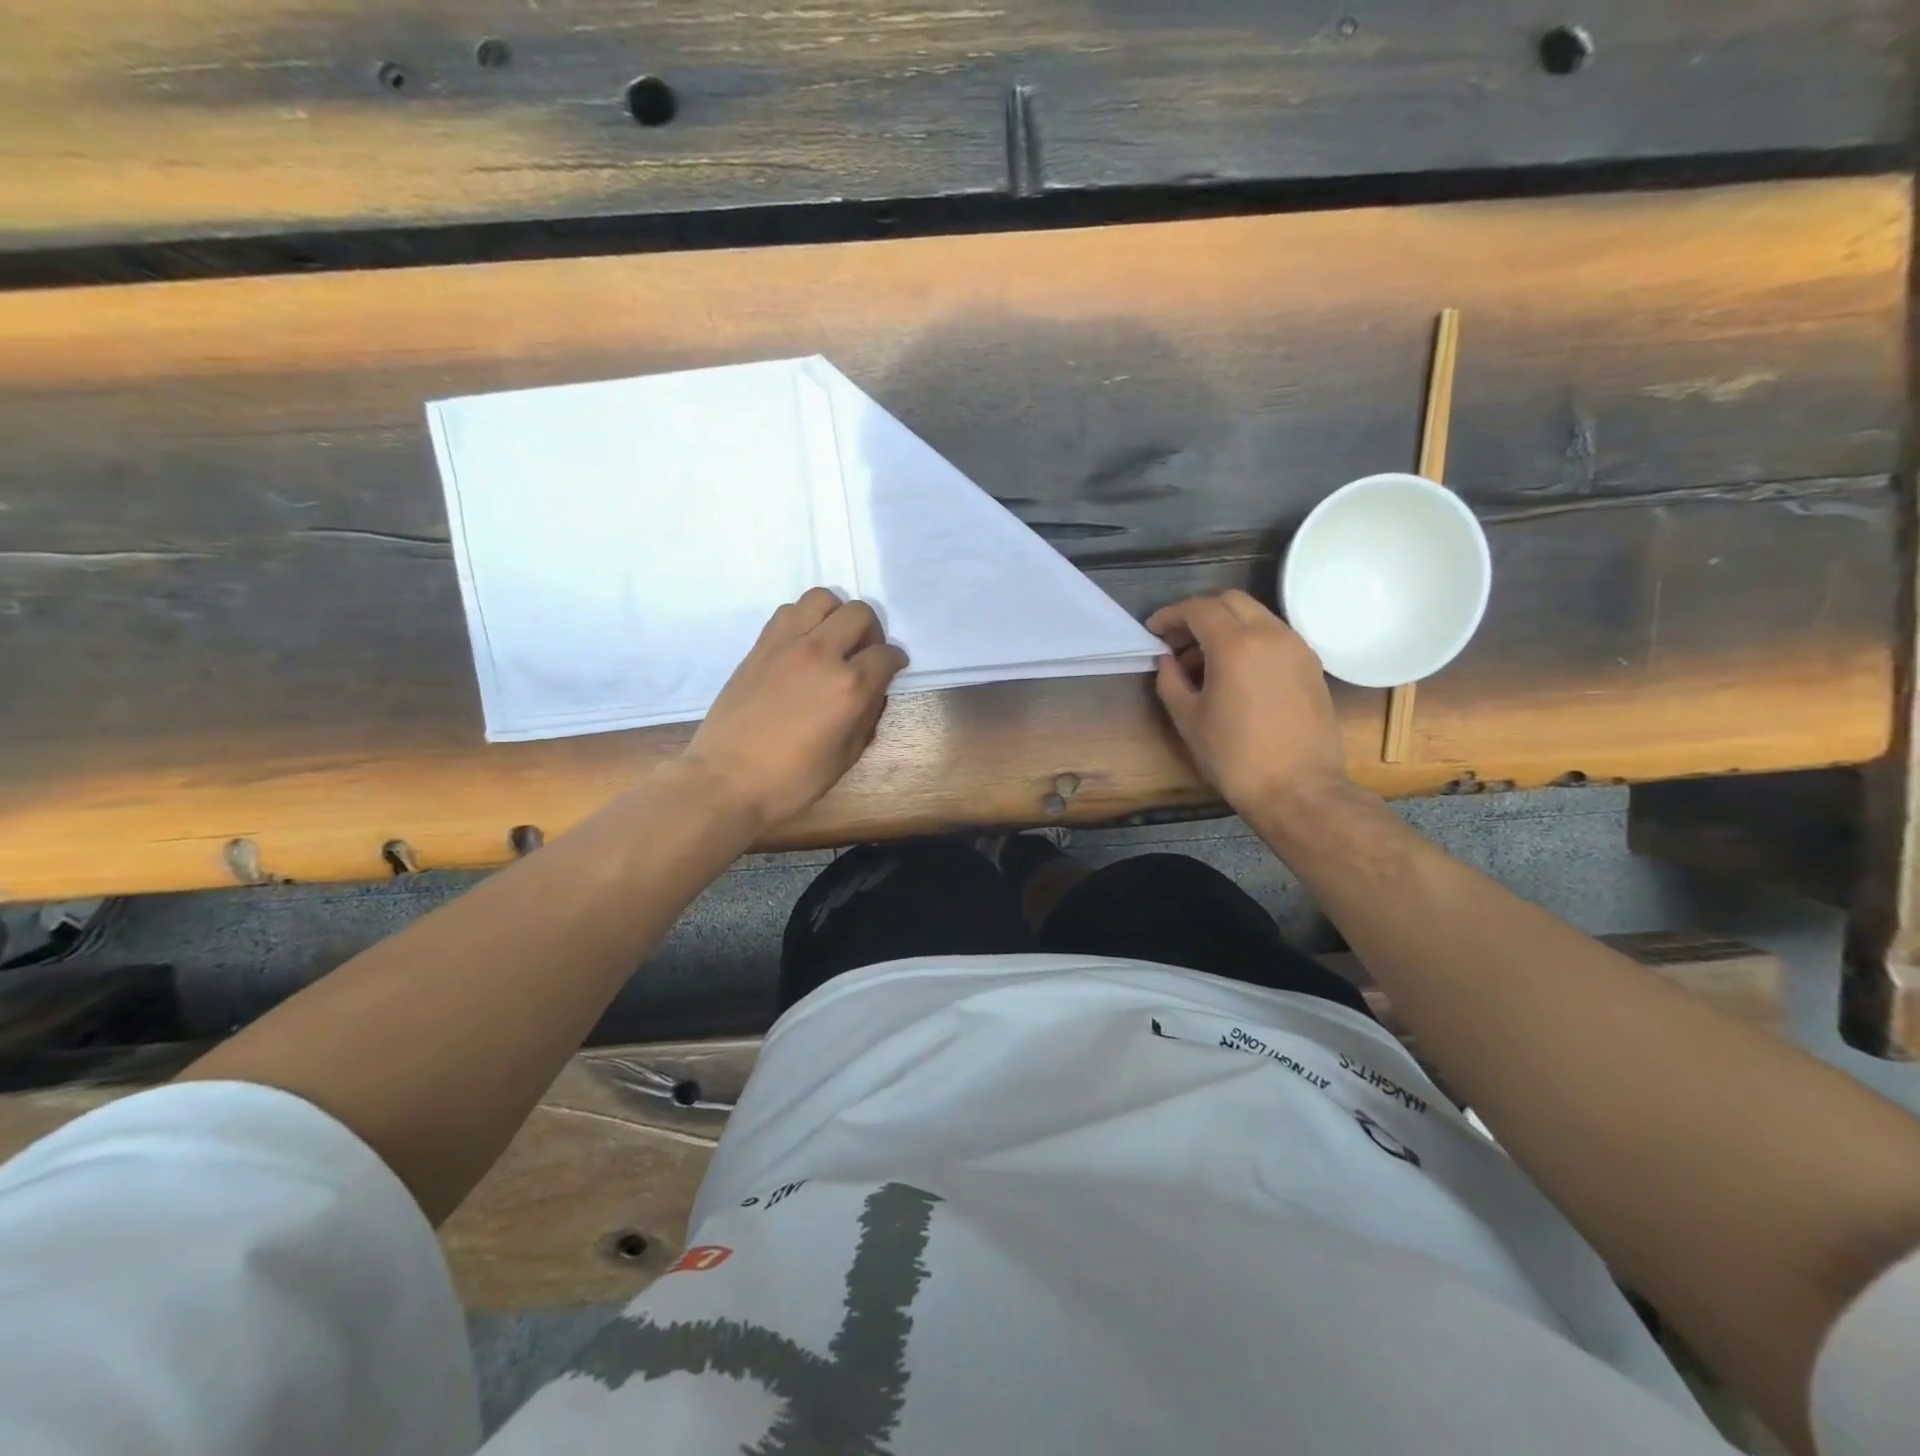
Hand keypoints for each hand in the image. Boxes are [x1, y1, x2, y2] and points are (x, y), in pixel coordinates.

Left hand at [684, 589, 908, 831]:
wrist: (726, 779)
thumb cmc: (791, 780)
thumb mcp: (845, 758)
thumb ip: (866, 718)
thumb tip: (873, 693)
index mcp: (849, 687)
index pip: (886, 655)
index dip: (896, 661)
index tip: (893, 668)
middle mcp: (822, 654)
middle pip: (860, 614)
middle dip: (872, 632)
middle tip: (865, 653)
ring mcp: (788, 644)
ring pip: (823, 599)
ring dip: (836, 615)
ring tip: (834, 640)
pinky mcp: (761, 645)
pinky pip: (789, 611)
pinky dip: (805, 619)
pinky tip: (804, 644)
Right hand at [1147, 590, 1347, 812]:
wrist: (1298, 789)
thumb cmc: (1234, 757)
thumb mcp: (1188, 719)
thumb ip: (1171, 681)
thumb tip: (1168, 660)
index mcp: (1235, 644)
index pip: (1198, 608)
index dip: (1170, 615)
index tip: (1153, 631)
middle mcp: (1271, 634)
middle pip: (1230, 601)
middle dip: (1200, 613)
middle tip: (1179, 641)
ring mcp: (1297, 647)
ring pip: (1256, 615)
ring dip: (1227, 626)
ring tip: (1206, 660)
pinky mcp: (1312, 665)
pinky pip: (1275, 635)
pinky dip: (1251, 639)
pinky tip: (1237, 672)